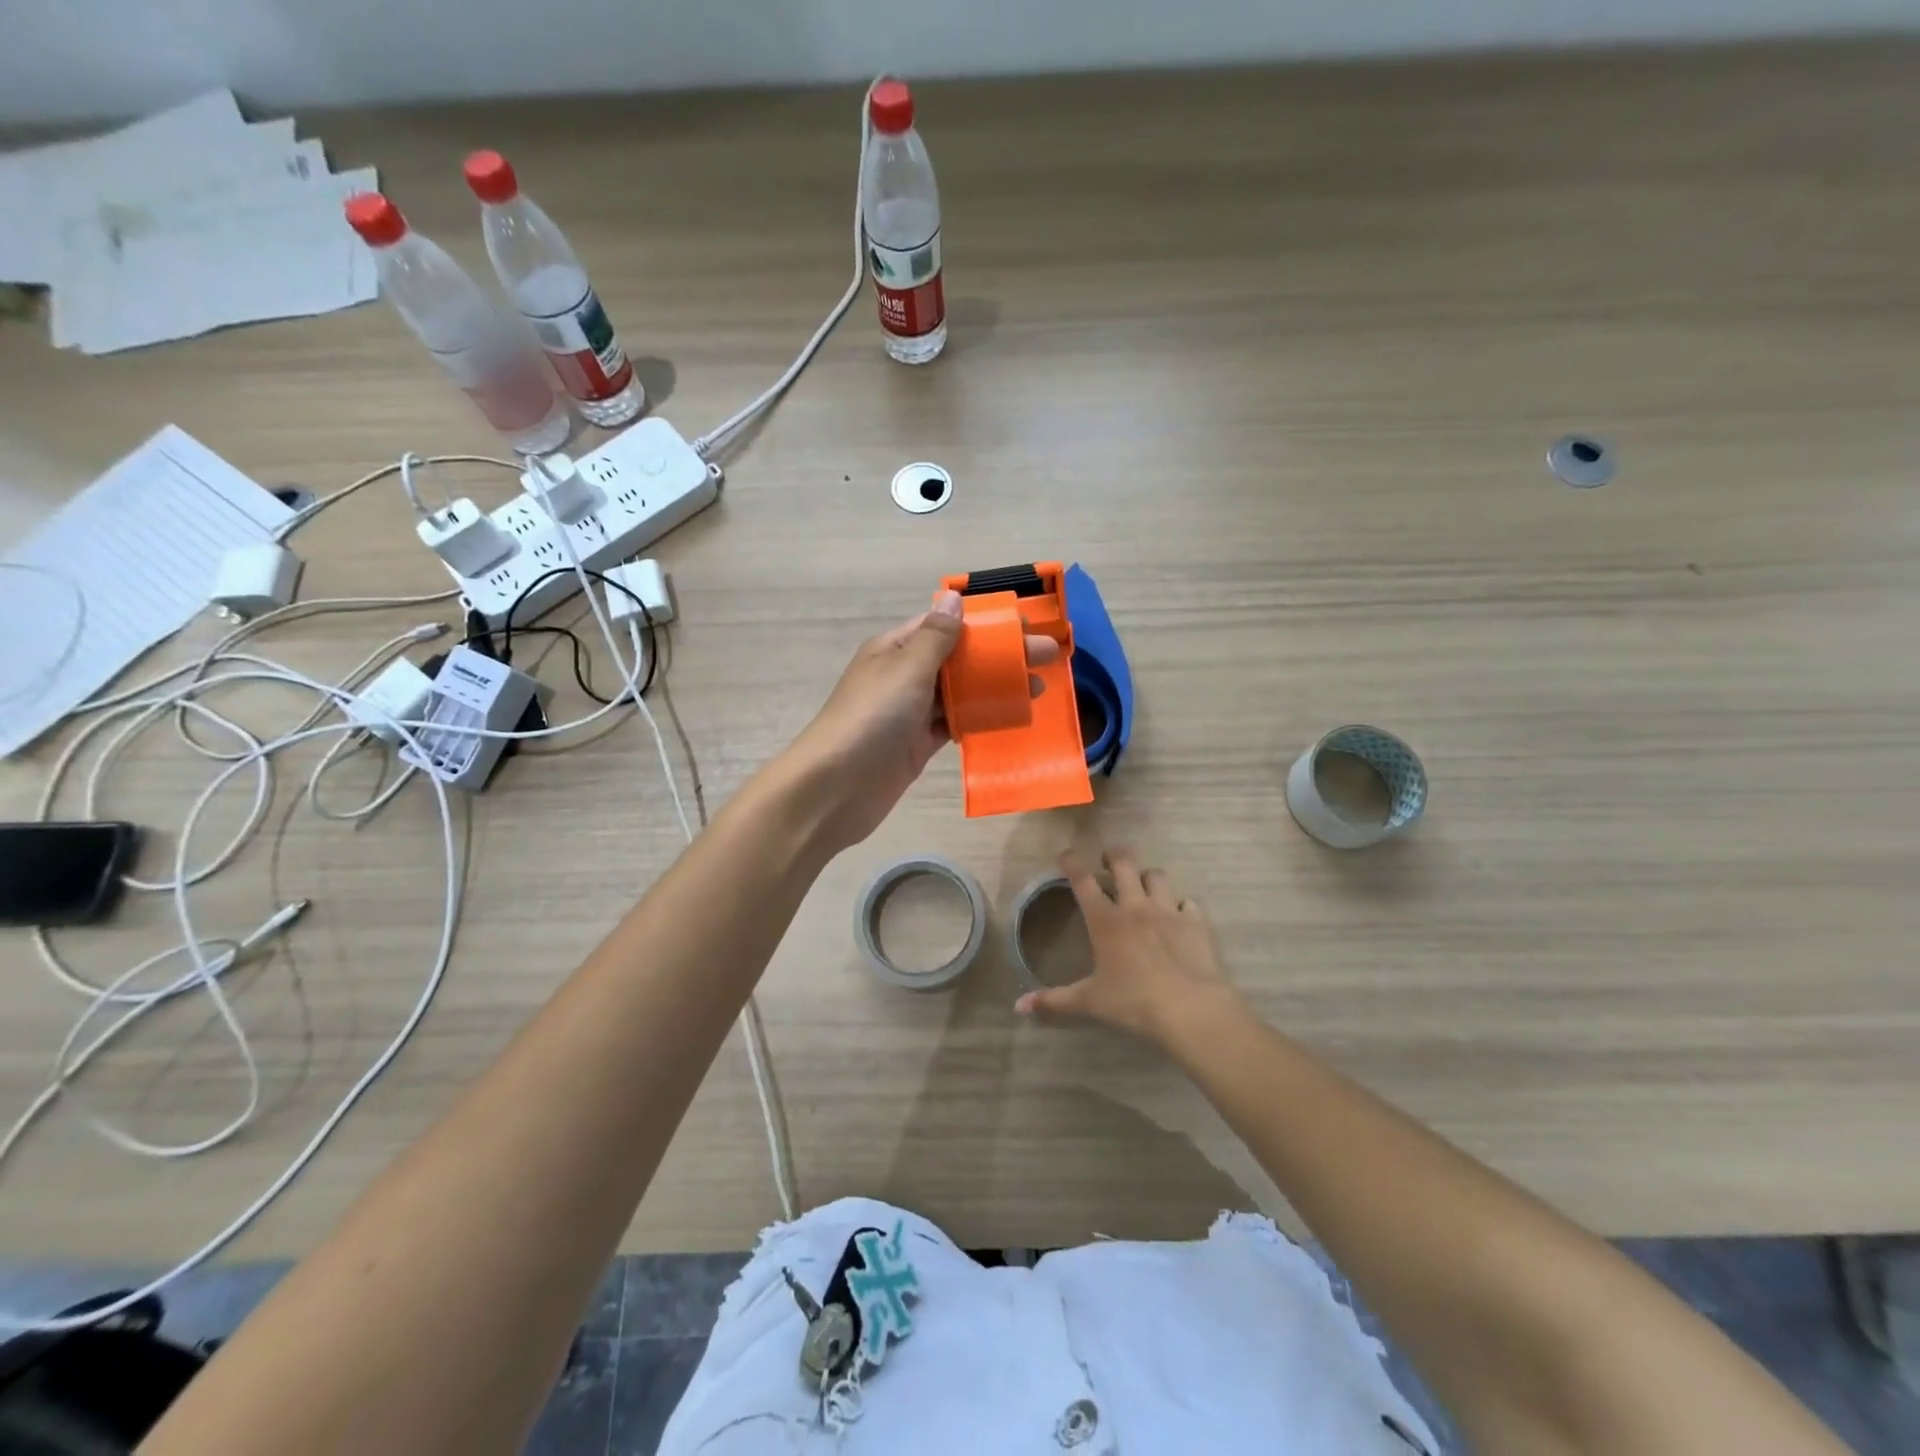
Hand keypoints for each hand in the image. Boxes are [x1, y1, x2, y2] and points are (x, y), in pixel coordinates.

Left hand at [782, 590, 1058, 849]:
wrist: (836, 788)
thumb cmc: (871, 719)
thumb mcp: (906, 669)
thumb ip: (935, 637)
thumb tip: (953, 598)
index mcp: (896, 648)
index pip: (946, 625)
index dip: (985, 623)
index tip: (1025, 625)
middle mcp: (904, 675)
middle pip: (959, 658)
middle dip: (1001, 655)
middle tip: (1047, 657)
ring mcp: (911, 711)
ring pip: (960, 692)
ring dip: (996, 687)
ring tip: (1038, 688)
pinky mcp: (918, 744)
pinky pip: (955, 723)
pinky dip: (979, 718)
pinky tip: (1010, 716)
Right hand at [1015, 847, 1238, 1043]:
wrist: (1190, 1009)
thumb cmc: (1134, 1003)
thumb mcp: (1090, 1002)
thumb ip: (1055, 1000)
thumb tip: (1020, 1006)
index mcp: (1105, 920)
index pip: (1083, 880)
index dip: (1072, 862)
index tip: (1066, 854)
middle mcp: (1135, 906)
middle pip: (1124, 862)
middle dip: (1114, 855)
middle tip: (1108, 861)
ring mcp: (1168, 911)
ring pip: (1157, 876)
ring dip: (1147, 877)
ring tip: (1143, 886)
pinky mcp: (1195, 922)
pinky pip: (1188, 903)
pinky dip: (1181, 906)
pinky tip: (1179, 917)